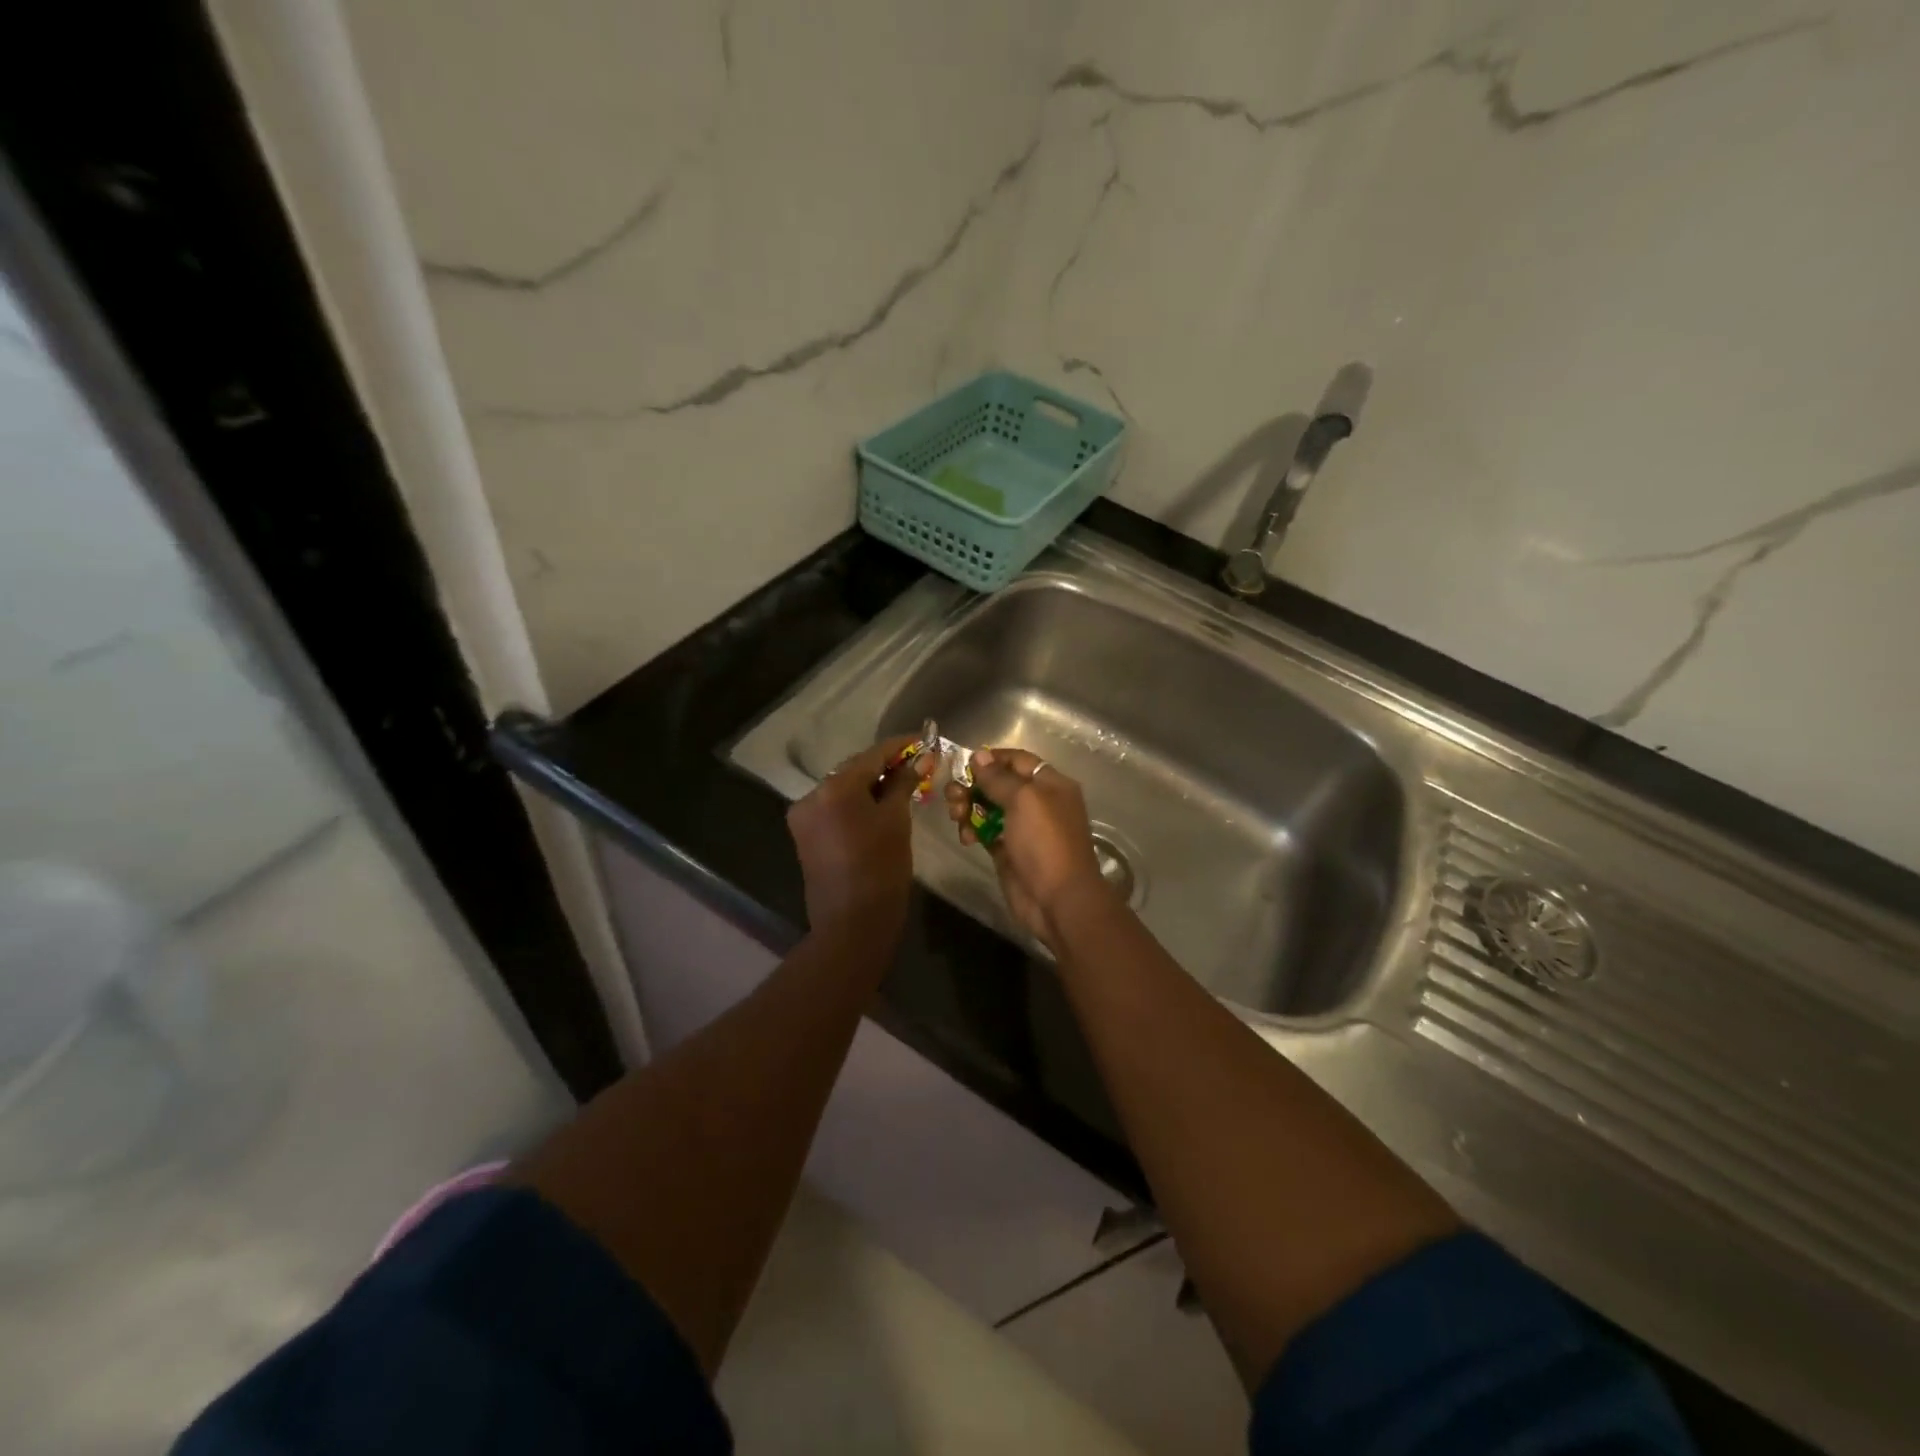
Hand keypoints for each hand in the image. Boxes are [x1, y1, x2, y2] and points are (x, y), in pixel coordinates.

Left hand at [787, 735, 926, 938]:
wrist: (852, 924)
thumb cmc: (881, 869)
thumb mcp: (896, 821)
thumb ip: (904, 783)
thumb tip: (921, 758)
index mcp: (834, 787)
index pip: (872, 755)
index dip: (900, 746)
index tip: (924, 740)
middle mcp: (812, 794)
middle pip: (854, 770)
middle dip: (885, 765)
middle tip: (918, 764)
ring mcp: (804, 816)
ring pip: (843, 789)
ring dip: (871, 784)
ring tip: (903, 783)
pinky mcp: (805, 834)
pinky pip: (834, 807)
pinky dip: (857, 802)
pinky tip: (880, 804)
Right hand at [944, 748, 1107, 947]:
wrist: (1057, 900)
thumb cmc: (1045, 842)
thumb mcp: (1024, 800)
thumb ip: (999, 778)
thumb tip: (979, 756)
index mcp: (1050, 784)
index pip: (1018, 760)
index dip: (992, 758)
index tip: (964, 763)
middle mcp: (1037, 802)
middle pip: (999, 783)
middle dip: (973, 785)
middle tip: (953, 795)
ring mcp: (1022, 828)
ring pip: (988, 807)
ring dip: (968, 807)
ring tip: (956, 816)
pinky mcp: (1007, 850)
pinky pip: (984, 831)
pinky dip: (972, 830)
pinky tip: (965, 838)